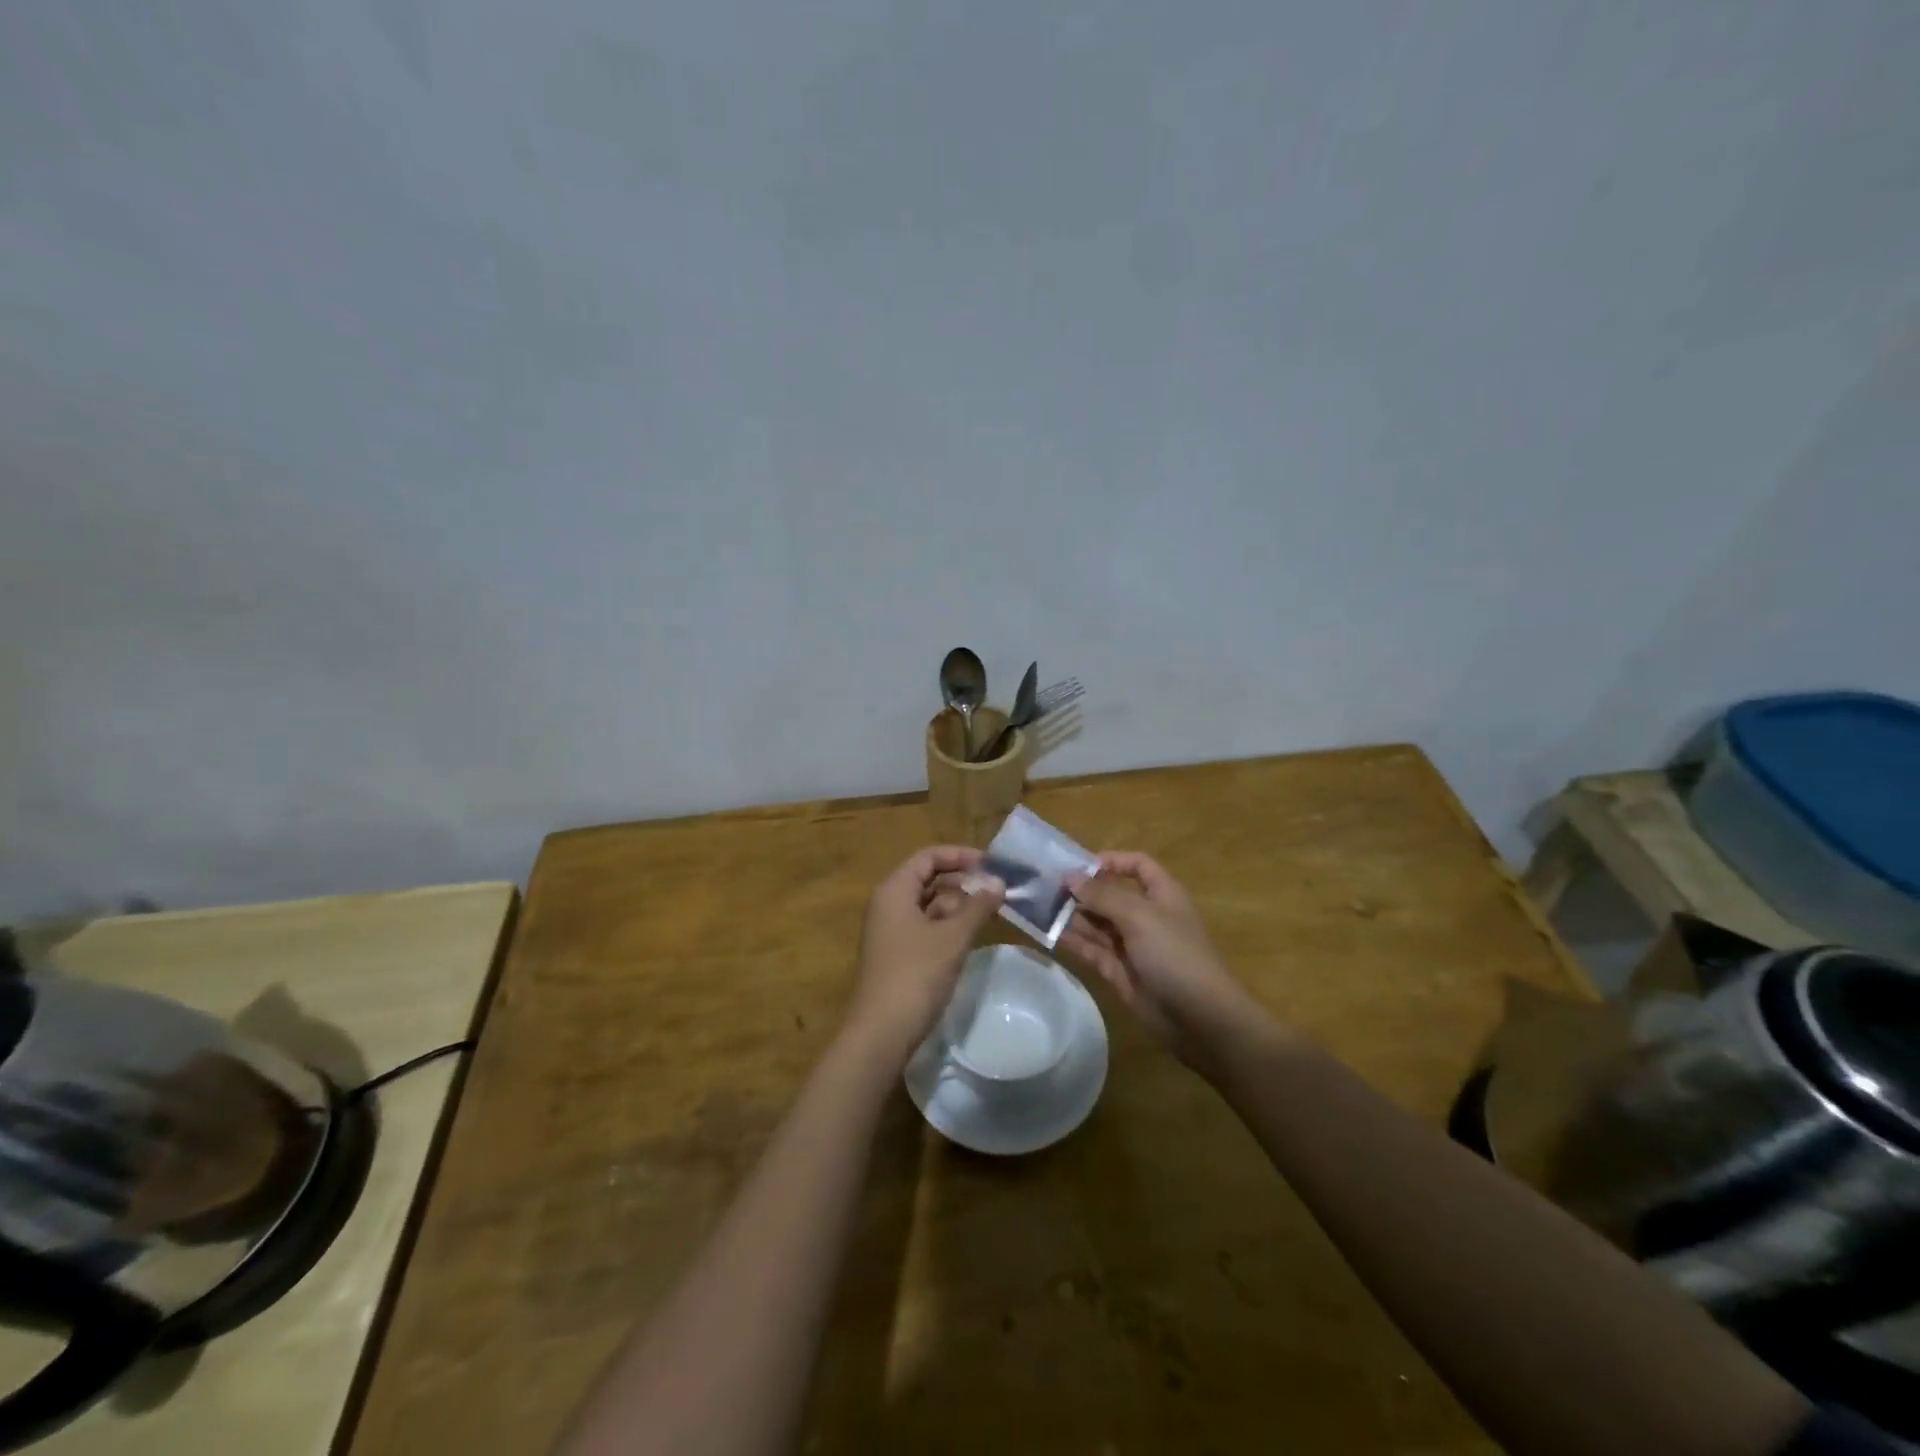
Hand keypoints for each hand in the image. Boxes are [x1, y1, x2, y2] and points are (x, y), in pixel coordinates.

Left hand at [844, 846, 1004, 1065]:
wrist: (881, 1033)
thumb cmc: (916, 975)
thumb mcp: (953, 937)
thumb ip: (977, 906)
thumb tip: (999, 883)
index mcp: (894, 890)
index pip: (928, 857)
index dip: (960, 856)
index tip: (992, 864)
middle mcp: (888, 904)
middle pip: (928, 879)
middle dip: (962, 881)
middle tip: (997, 889)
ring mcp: (891, 931)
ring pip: (928, 904)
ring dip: (958, 904)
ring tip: (991, 911)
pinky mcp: (898, 954)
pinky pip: (926, 927)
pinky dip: (948, 925)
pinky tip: (971, 935)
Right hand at [1058, 852, 1264, 1067]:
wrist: (1199, 1018)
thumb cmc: (1174, 954)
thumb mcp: (1139, 916)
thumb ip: (1102, 896)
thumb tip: (1070, 878)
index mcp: (1161, 894)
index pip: (1137, 865)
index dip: (1111, 861)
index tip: (1078, 866)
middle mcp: (1145, 916)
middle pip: (1110, 894)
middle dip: (1082, 890)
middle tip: (1045, 888)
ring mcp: (1132, 945)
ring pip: (1097, 923)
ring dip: (1072, 915)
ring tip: (1039, 908)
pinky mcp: (1119, 971)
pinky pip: (1092, 949)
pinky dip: (1073, 941)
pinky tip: (1049, 934)